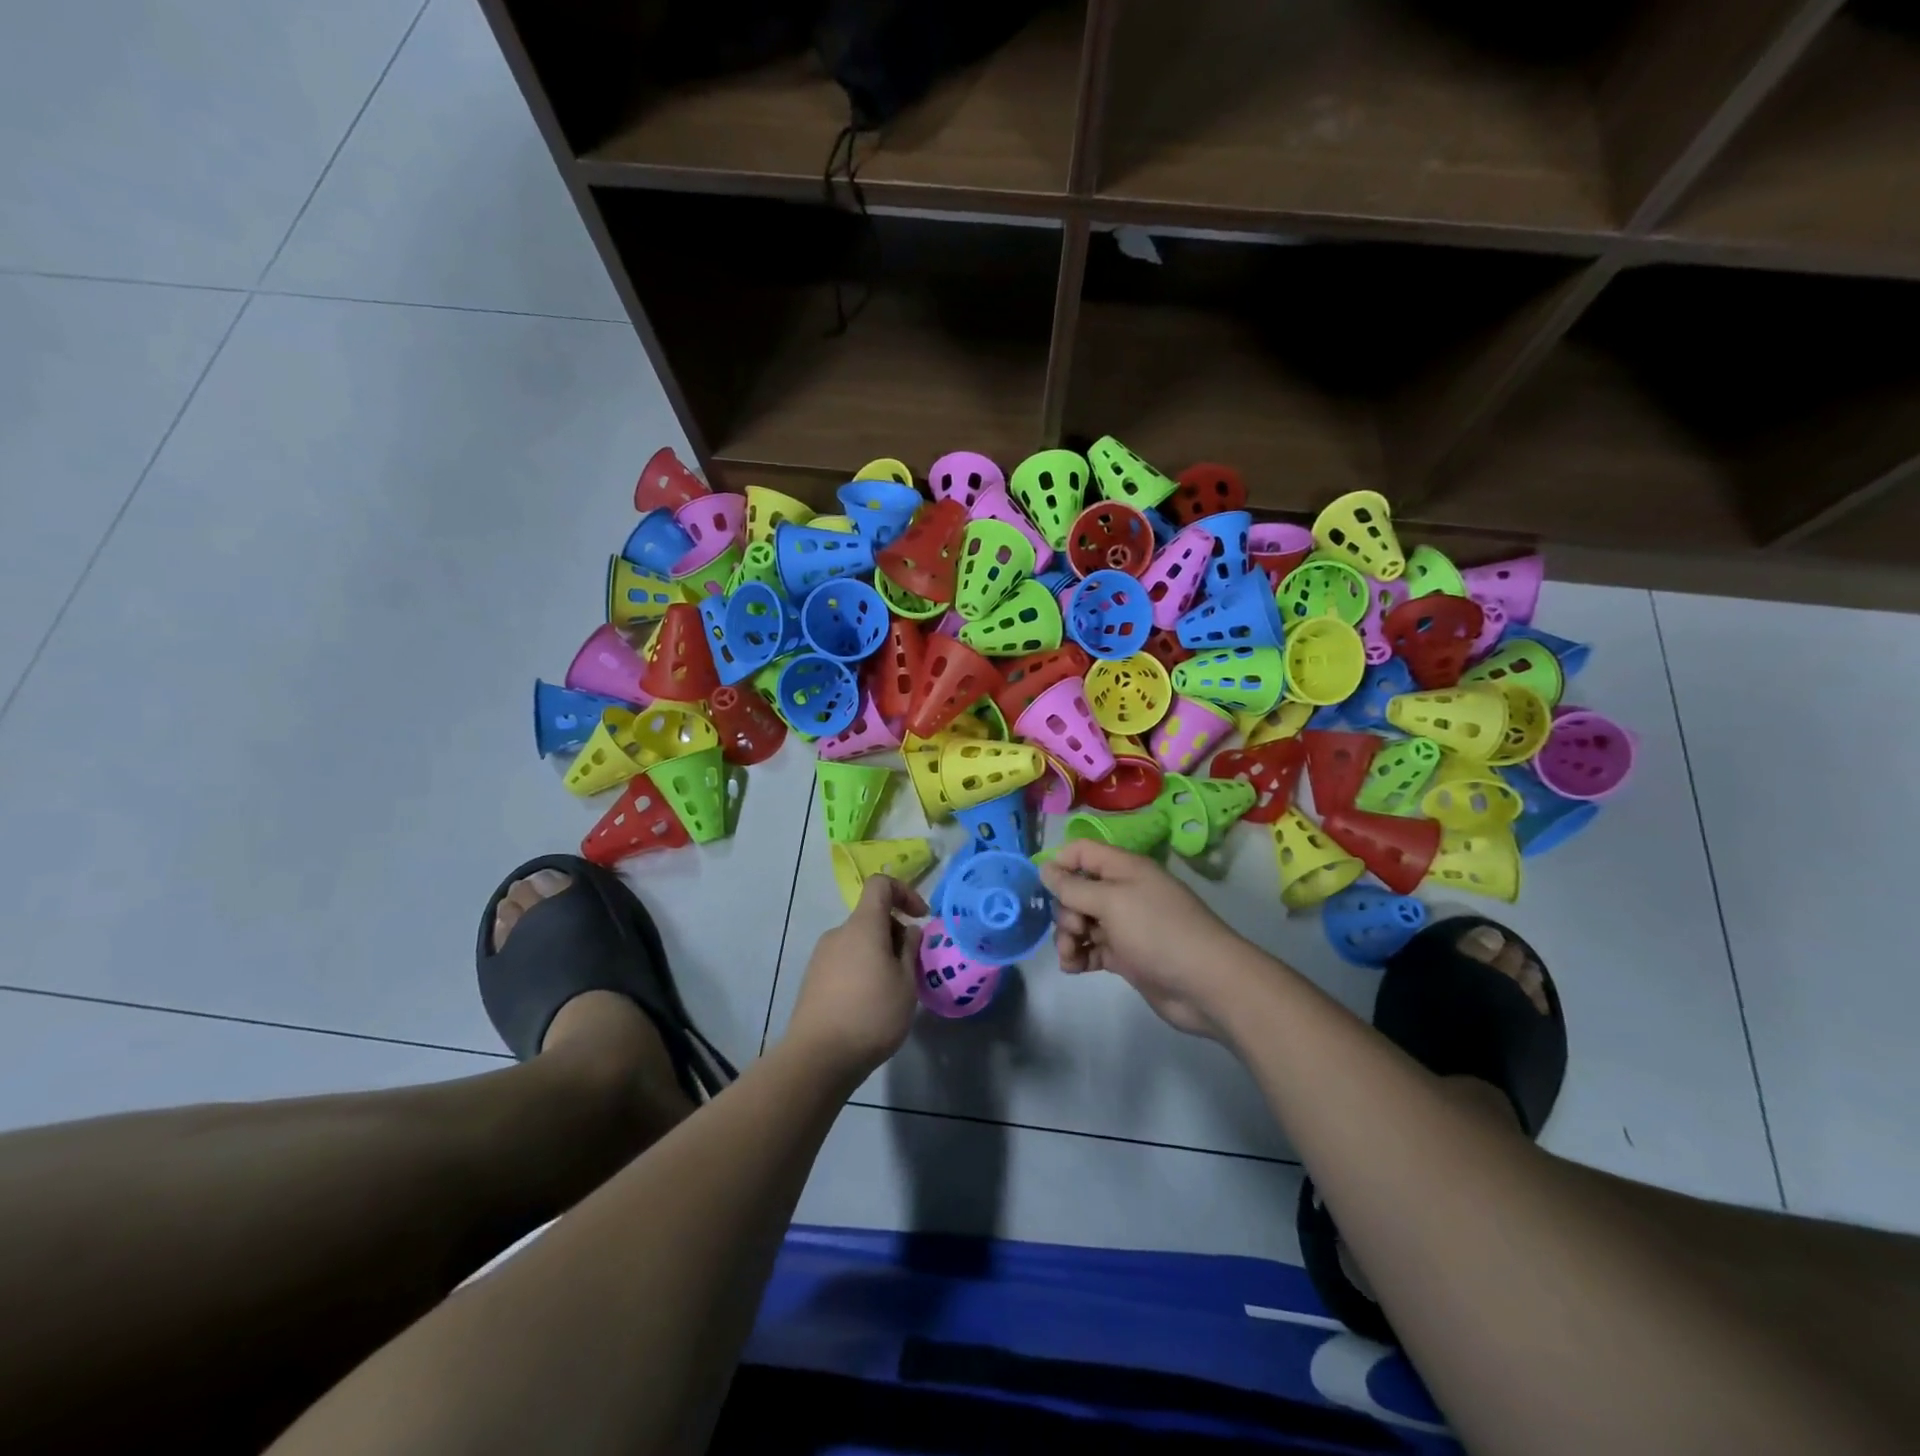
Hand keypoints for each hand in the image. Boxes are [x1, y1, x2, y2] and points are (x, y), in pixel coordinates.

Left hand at [787, 876, 928, 1077]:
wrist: (818, 1058)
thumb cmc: (872, 1015)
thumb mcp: (906, 983)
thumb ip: (910, 951)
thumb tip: (908, 931)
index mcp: (863, 926)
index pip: (880, 885)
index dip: (904, 892)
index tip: (921, 918)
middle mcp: (839, 933)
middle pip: (871, 917)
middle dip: (895, 935)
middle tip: (911, 969)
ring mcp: (821, 956)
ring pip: (859, 942)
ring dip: (879, 955)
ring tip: (892, 992)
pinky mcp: (813, 979)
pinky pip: (845, 961)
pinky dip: (862, 970)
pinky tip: (869, 1005)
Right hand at [1039, 840, 1246, 1038]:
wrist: (1206, 984)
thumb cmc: (1158, 931)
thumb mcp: (1111, 902)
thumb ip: (1074, 887)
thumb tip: (1044, 868)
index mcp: (1123, 868)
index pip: (1082, 852)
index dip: (1060, 864)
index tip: (1045, 888)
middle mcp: (1123, 892)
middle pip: (1077, 890)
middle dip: (1065, 910)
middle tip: (1076, 929)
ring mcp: (1124, 925)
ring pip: (1081, 922)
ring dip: (1068, 937)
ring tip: (1072, 956)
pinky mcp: (1126, 955)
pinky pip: (1092, 948)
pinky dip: (1079, 956)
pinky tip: (1075, 968)